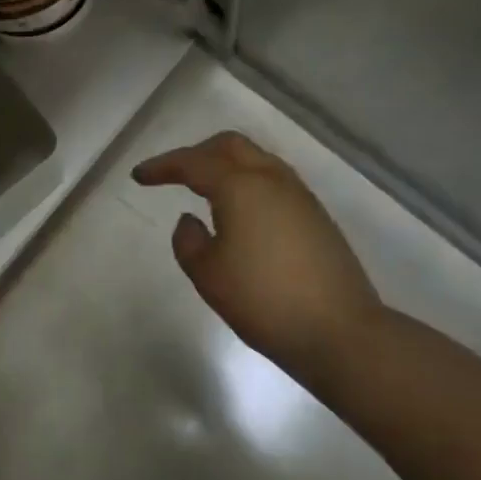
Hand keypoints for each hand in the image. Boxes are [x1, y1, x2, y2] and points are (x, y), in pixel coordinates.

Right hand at [133, 131, 383, 381]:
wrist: (342, 333)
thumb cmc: (264, 301)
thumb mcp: (207, 274)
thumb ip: (187, 240)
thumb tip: (192, 219)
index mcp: (240, 186)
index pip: (192, 163)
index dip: (162, 166)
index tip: (138, 176)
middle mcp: (272, 180)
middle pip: (229, 145)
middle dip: (196, 153)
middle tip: (173, 174)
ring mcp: (300, 196)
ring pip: (256, 159)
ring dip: (225, 164)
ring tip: (204, 188)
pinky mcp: (317, 216)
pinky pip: (273, 179)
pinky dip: (247, 180)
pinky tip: (239, 209)